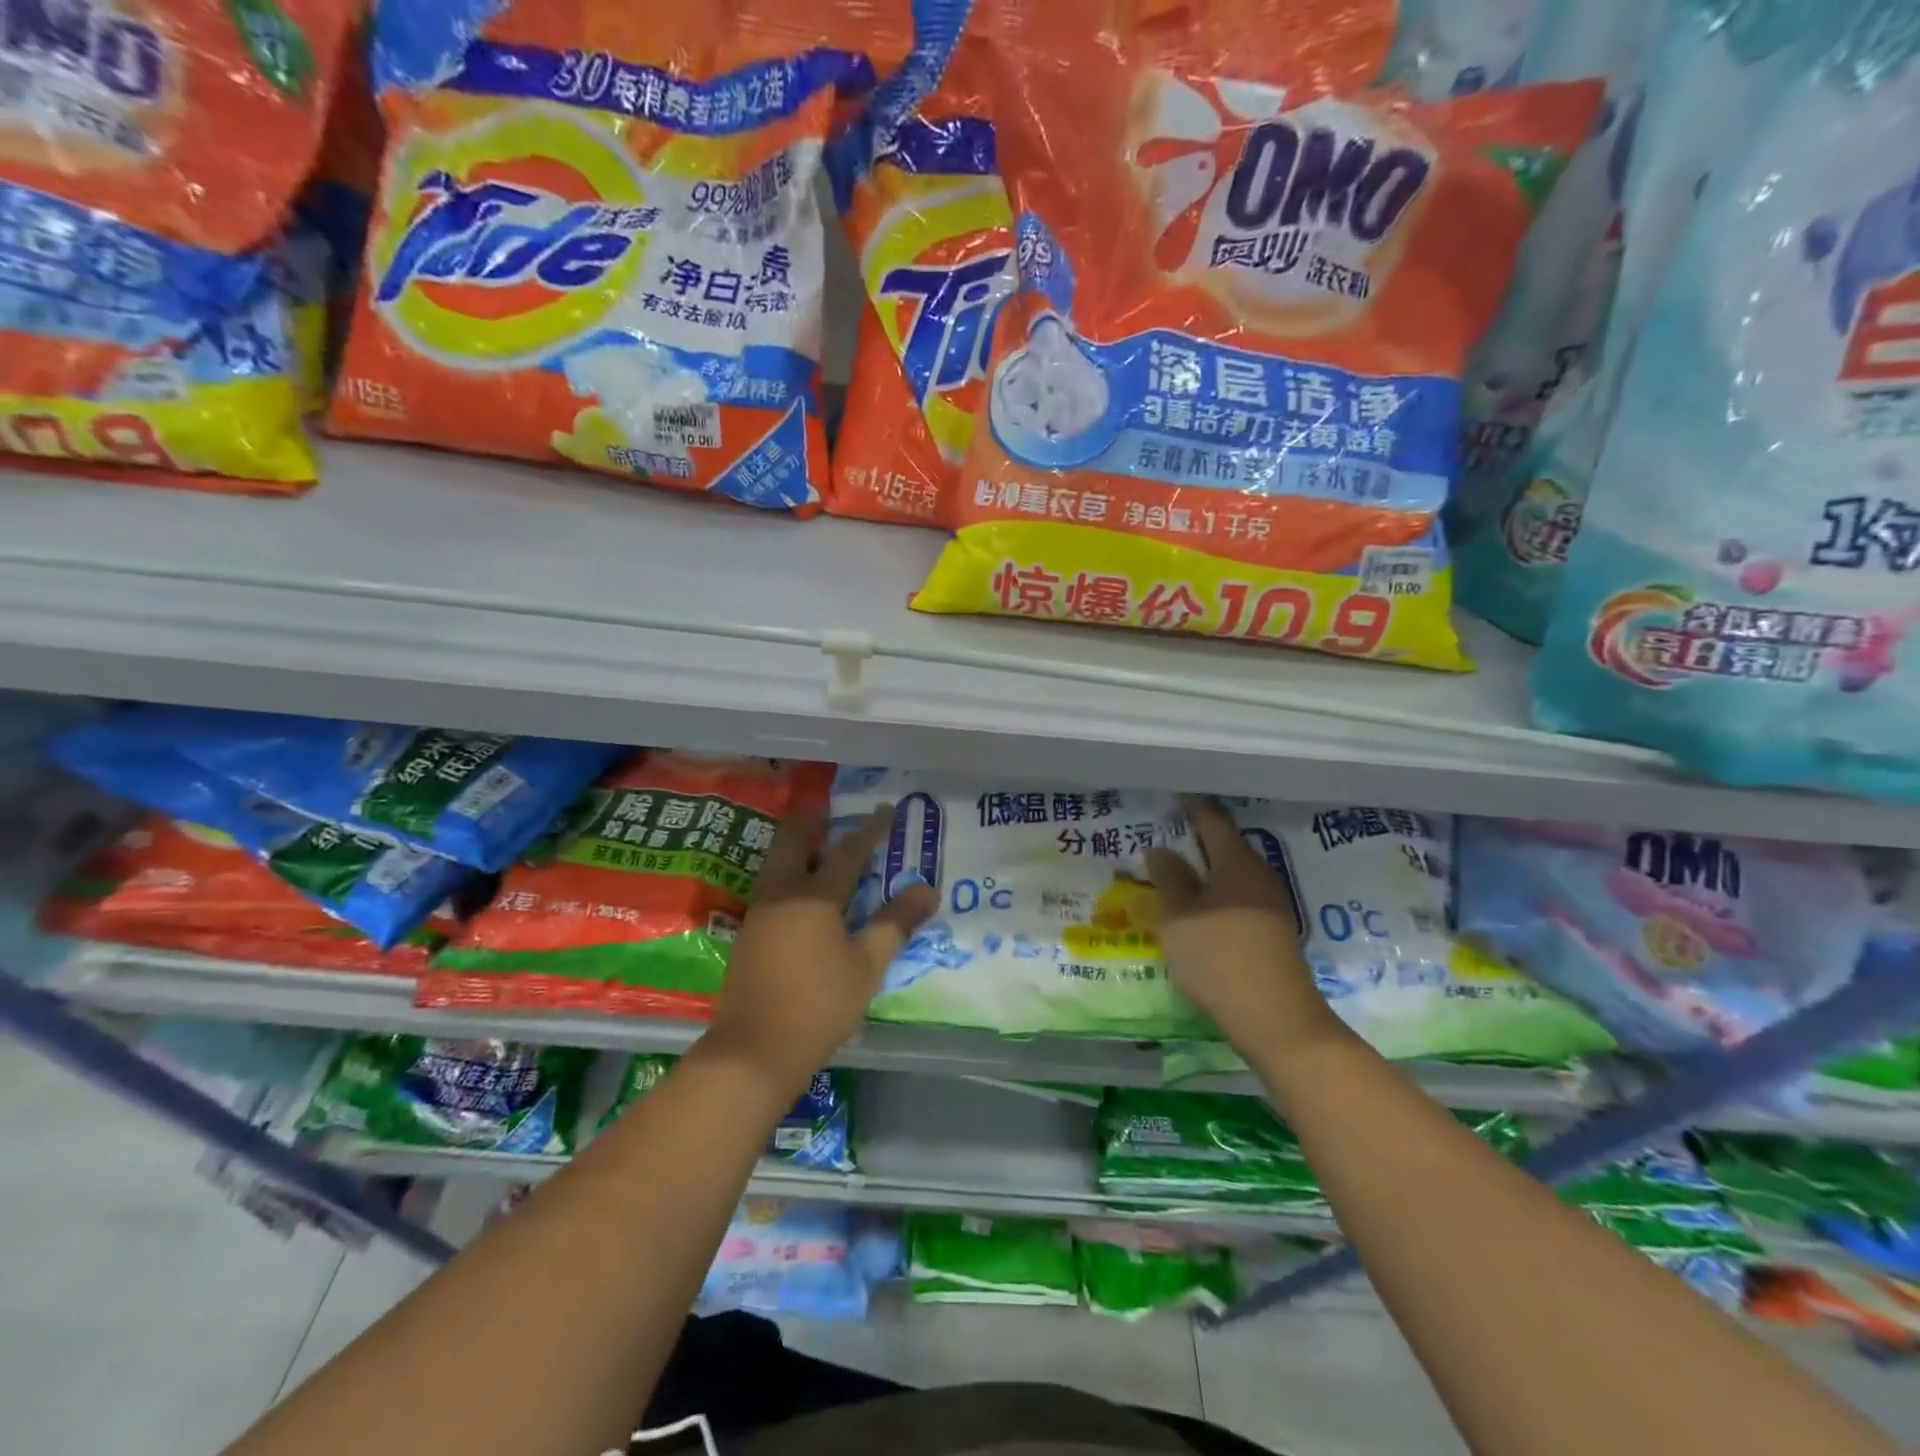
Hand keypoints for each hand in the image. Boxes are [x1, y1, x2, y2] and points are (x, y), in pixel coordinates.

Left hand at [700, 806, 936, 1100]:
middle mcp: (782, 893)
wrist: (753, 1052)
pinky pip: (771, 885)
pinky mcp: (748, 934)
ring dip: (798, 847)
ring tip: (822, 850)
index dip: (871, 829)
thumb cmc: (819, 1006)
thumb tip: (927, 889)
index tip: (887, 810)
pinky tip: (803, 892)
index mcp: (815, 896)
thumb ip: (896, 923)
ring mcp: (759, 912)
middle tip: (837, 817)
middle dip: (814, 821)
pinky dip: (789, 873)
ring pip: (776, 861)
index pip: (848, 850)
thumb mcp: (867, 966)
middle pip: (793, 839)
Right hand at [1145, 797, 1344, 1060]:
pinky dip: (1216, 892)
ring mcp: (1271, 904)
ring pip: (1233, 873)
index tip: (1172, 797)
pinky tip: (1199, 907)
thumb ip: (1169, 880)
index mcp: (1237, 863)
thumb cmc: (1219, 957)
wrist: (1277, 1020)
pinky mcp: (1272, 931)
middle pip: (1227, 845)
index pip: (1213, 820)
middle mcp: (1259, 875)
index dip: (1192, 807)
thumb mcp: (1180, 917)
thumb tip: (1161, 850)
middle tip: (1166, 833)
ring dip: (1206, 868)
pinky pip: (1239, 896)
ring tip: (1175, 871)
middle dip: (1197, 838)